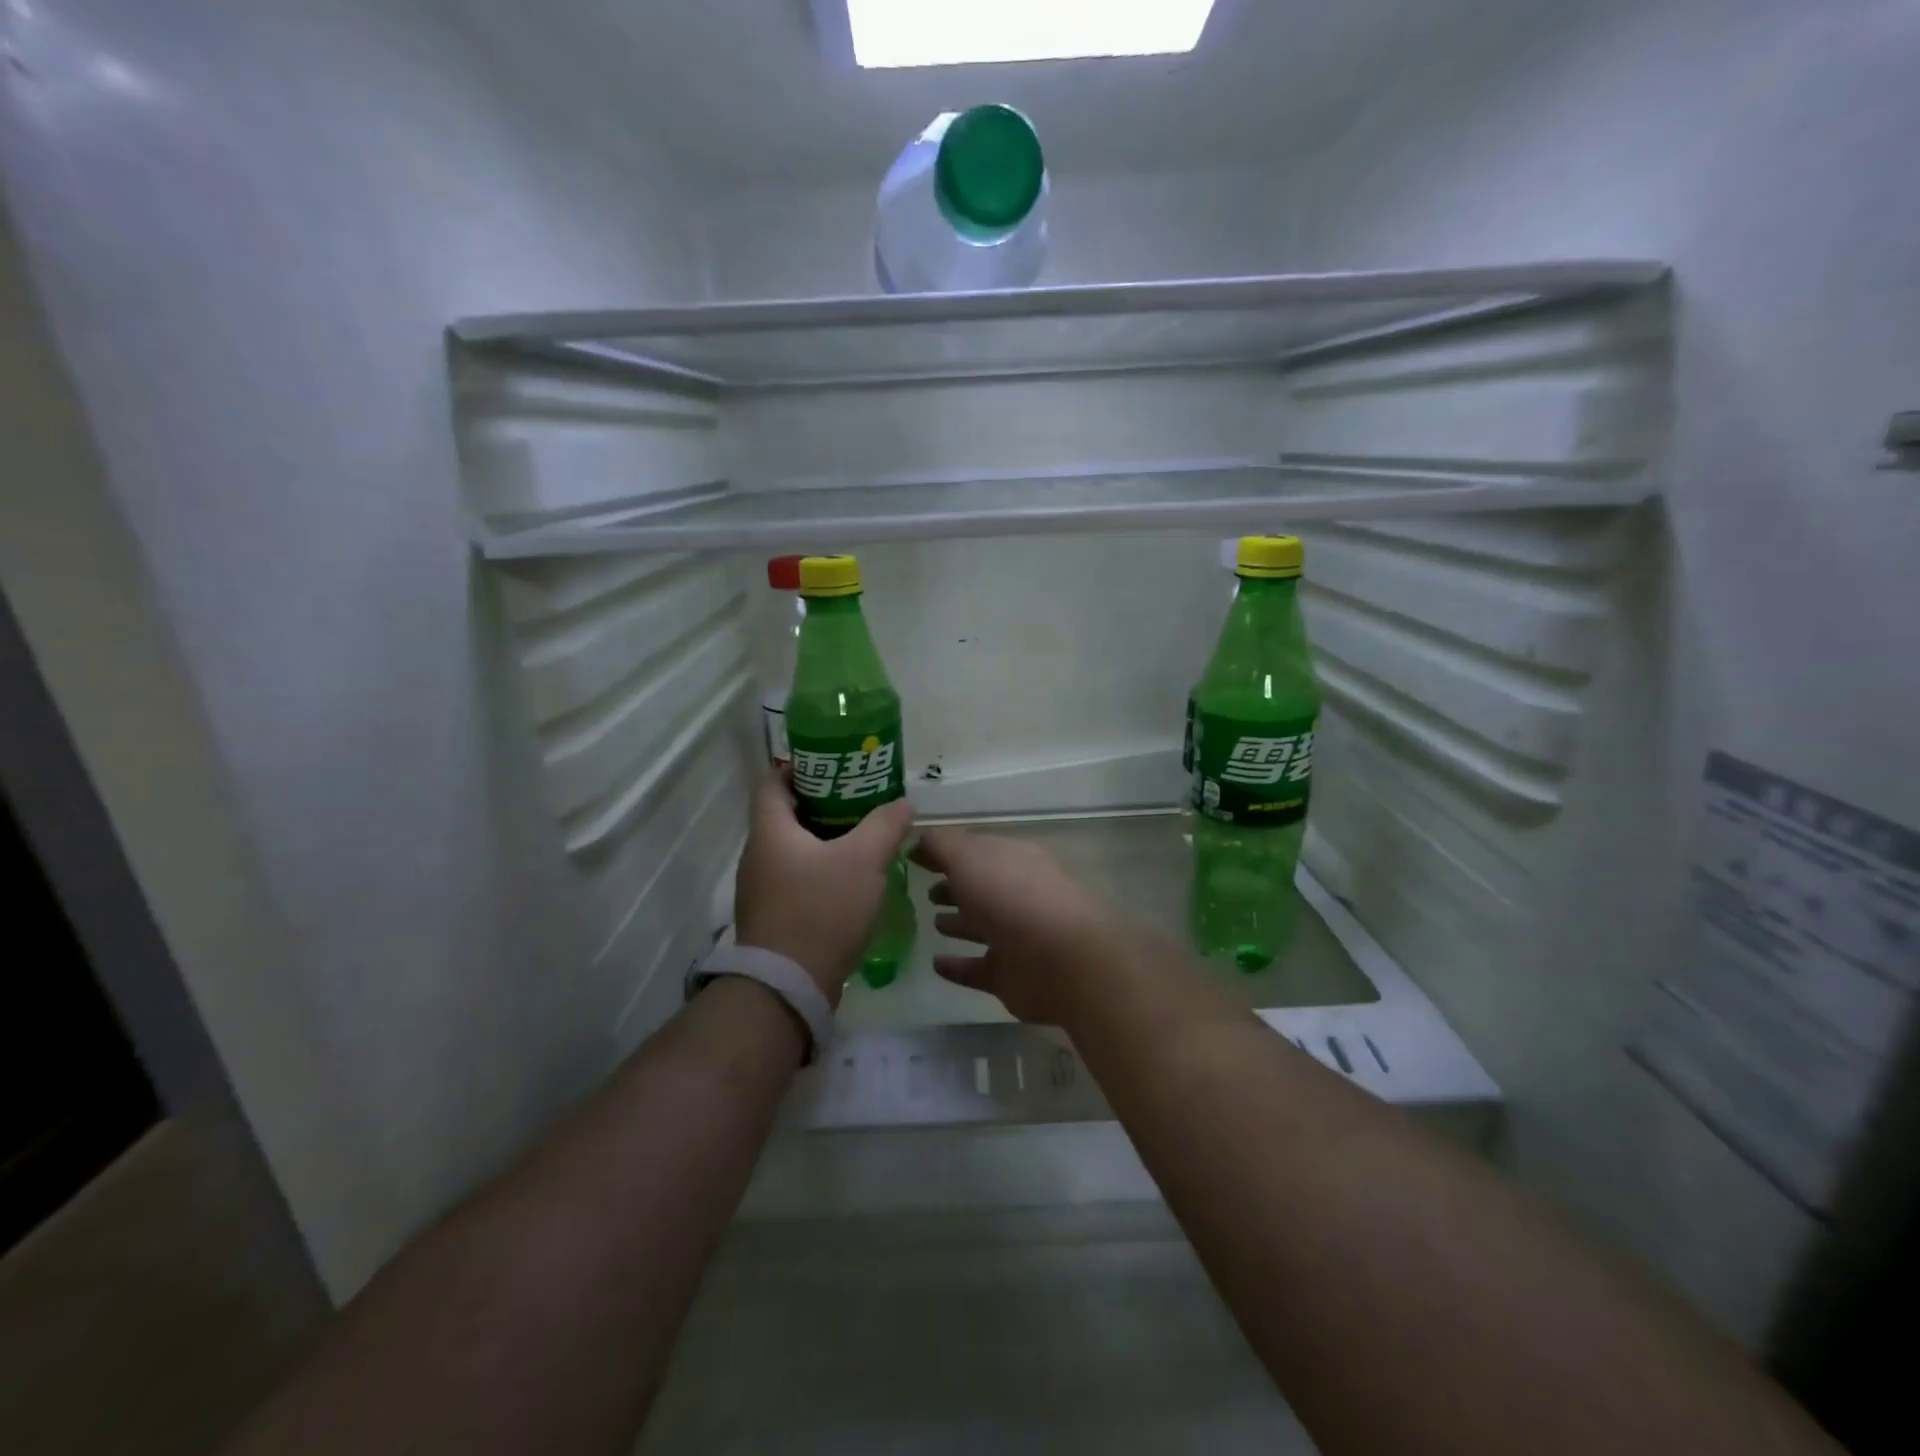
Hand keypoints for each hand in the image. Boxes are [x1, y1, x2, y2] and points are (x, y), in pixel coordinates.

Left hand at [734, 775, 914, 1004]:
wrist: (788, 986)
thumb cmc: (821, 910)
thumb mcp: (864, 860)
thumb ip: (885, 825)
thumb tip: (902, 803)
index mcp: (770, 831)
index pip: (774, 782)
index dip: (801, 768)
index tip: (836, 767)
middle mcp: (757, 855)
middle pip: (786, 815)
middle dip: (823, 803)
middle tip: (861, 800)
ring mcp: (761, 889)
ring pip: (793, 849)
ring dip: (824, 839)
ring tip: (863, 836)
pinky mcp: (772, 916)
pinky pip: (796, 878)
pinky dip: (820, 869)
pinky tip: (851, 879)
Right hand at [910, 828, 1111, 1024]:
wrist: (1060, 961)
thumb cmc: (1012, 897)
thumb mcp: (969, 857)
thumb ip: (941, 846)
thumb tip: (920, 842)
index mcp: (1013, 860)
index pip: (976, 850)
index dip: (946, 851)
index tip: (914, 857)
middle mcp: (1017, 894)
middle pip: (981, 887)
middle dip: (955, 887)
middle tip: (925, 892)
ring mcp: (1017, 937)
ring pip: (982, 926)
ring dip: (959, 924)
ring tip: (932, 923)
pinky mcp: (1011, 976)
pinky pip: (978, 968)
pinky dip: (958, 966)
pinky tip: (936, 964)